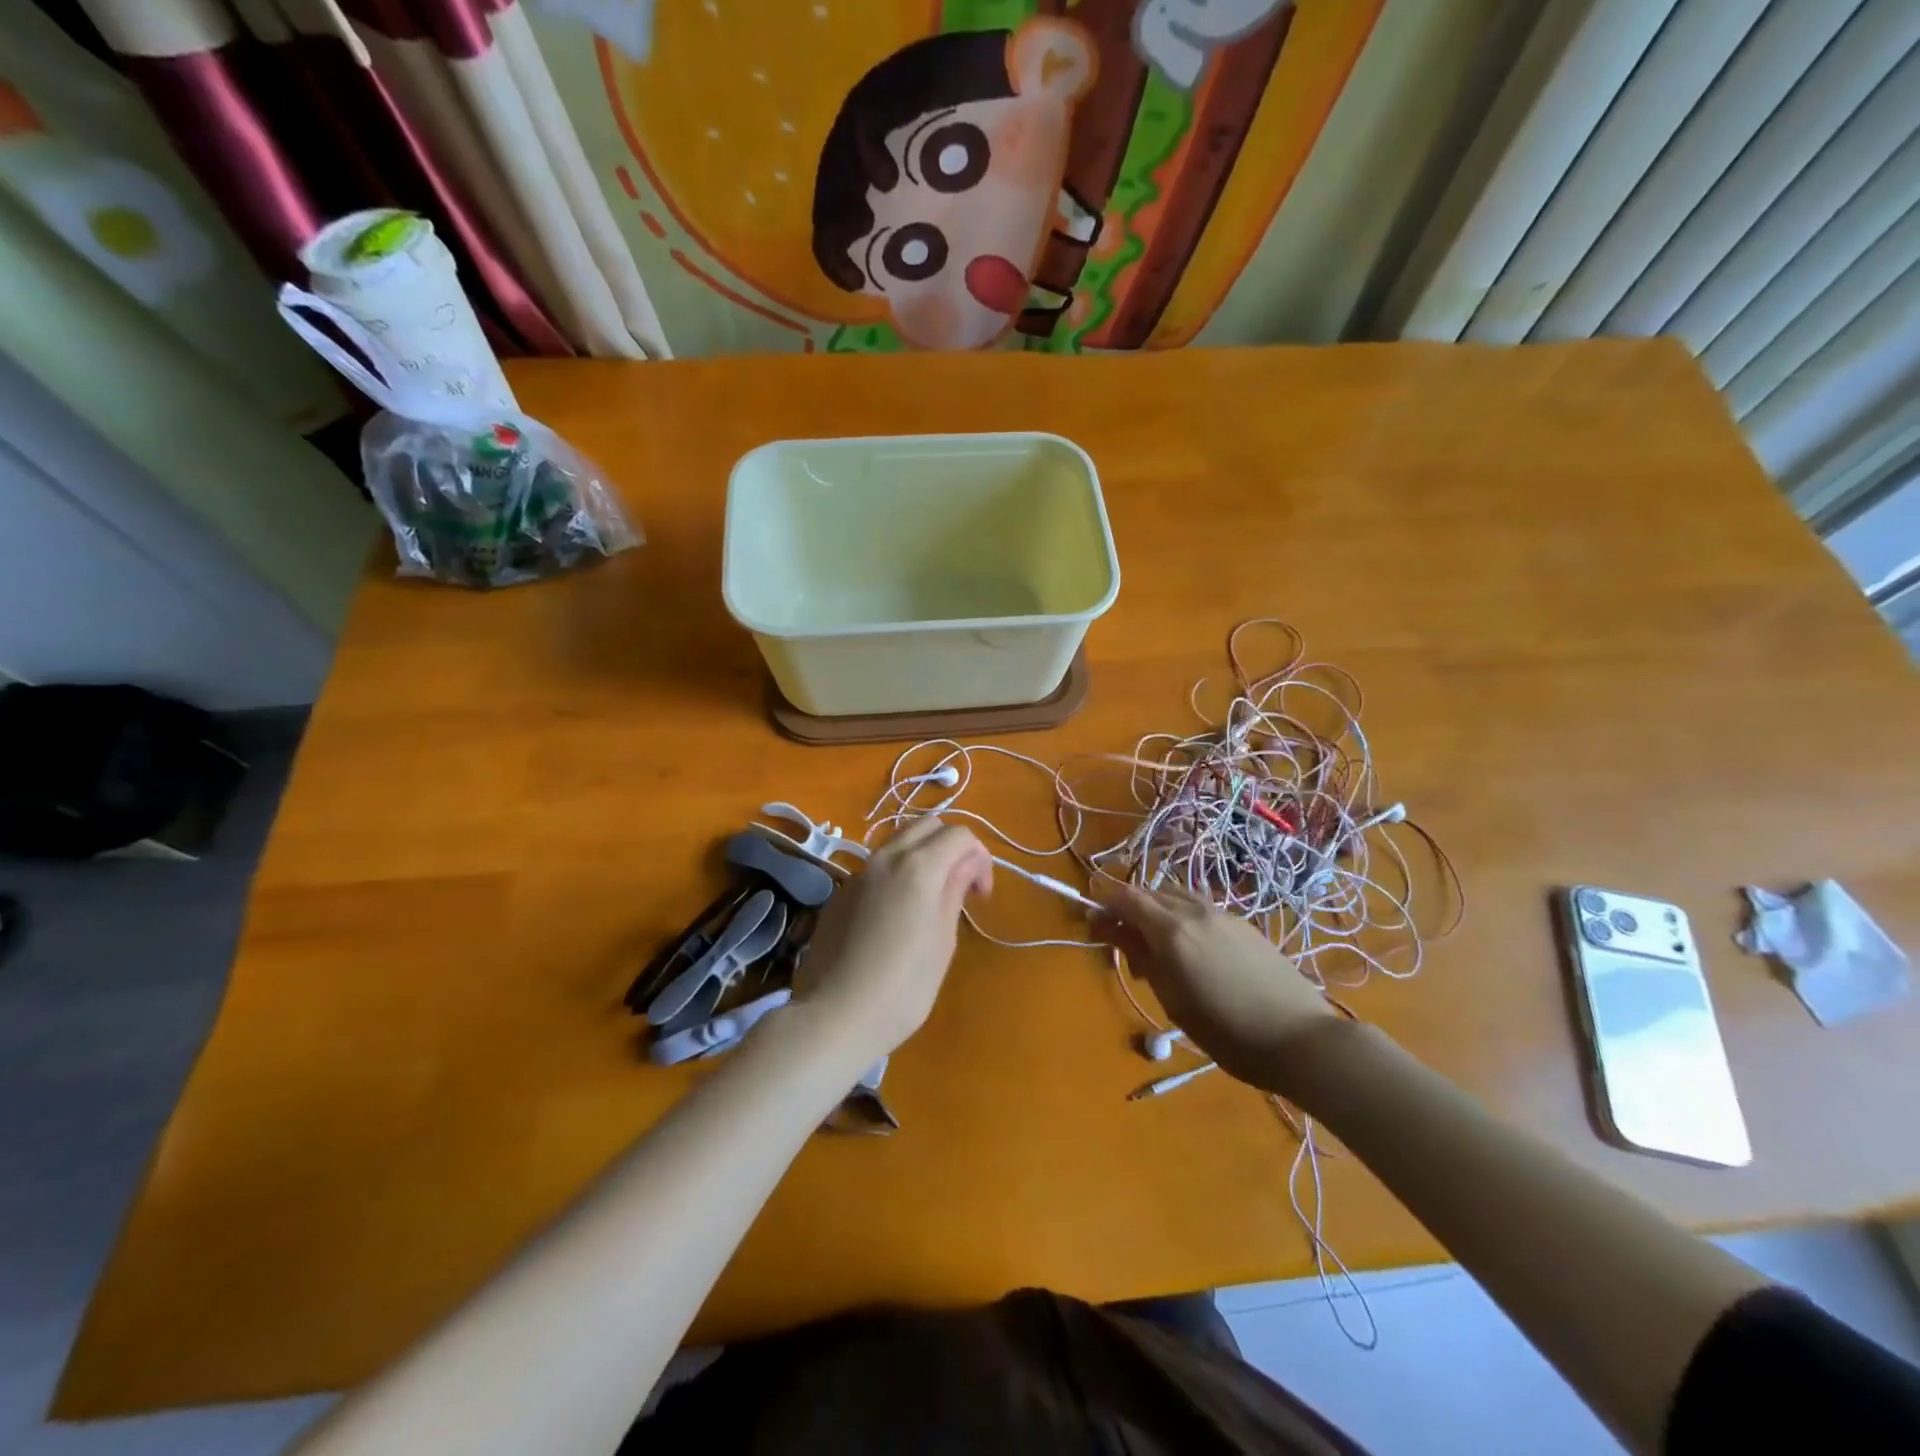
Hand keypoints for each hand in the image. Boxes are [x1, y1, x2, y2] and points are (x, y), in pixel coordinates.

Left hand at [791, 819, 992, 1067]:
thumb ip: (955, 891)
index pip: (959, 834)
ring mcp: (859, 873)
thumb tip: (966, 864)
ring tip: (931, 897)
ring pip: (898, 841)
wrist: (835, 1015)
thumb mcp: (943, 940)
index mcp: (919, 866)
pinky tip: (897, 914)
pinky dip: (897, 873)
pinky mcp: (841, 892)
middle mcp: (886, 857)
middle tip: (961, 884)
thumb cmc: (903, 986)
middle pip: (926, 825)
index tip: (981, 896)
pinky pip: (877, 866)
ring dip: (923, 854)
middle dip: (951, 845)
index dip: (980, 858)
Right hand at [1092, 882, 1339, 1091]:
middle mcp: (1194, 910)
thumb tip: (1109, 927)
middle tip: (1127, 950)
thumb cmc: (1227, 1031)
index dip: (1103, 906)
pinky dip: (1183, 918)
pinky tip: (1194, 953)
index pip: (1125, 897)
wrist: (1301, 1038)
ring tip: (1161, 952)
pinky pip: (1200, 908)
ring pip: (1176, 896)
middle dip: (1129, 911)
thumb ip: (1139, 956)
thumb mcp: (1172, 998)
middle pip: (1149, 892)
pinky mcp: (1244, 923)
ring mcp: (1223, 913)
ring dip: (1157, 912)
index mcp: (1172, 929)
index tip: (1094, 930)